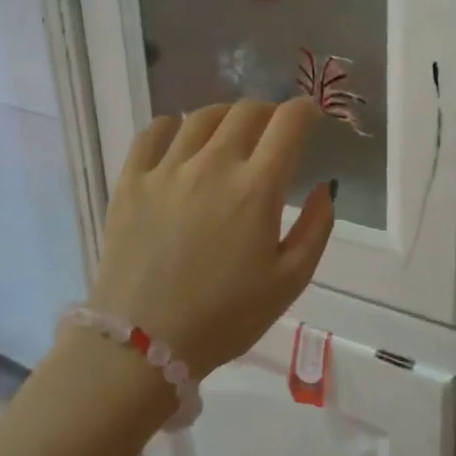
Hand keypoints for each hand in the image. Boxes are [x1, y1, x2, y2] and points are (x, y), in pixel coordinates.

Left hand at [87, 97, 335, 378]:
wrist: (142, 345)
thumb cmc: (225, 318)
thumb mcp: (289, 282)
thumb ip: (316, 228)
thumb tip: (324, 187)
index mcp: (256, 189)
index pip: (288, 124)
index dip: (305, 109)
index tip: (311, 114)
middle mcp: (212, 165)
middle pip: (246, 112)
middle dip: (269, 112)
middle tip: (273, 129)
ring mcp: (167, 169)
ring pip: (201, 116)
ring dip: (225, 116)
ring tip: (230, 132)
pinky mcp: (131, 181)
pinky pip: (152, 132)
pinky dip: (172, 126)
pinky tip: (179, 139)